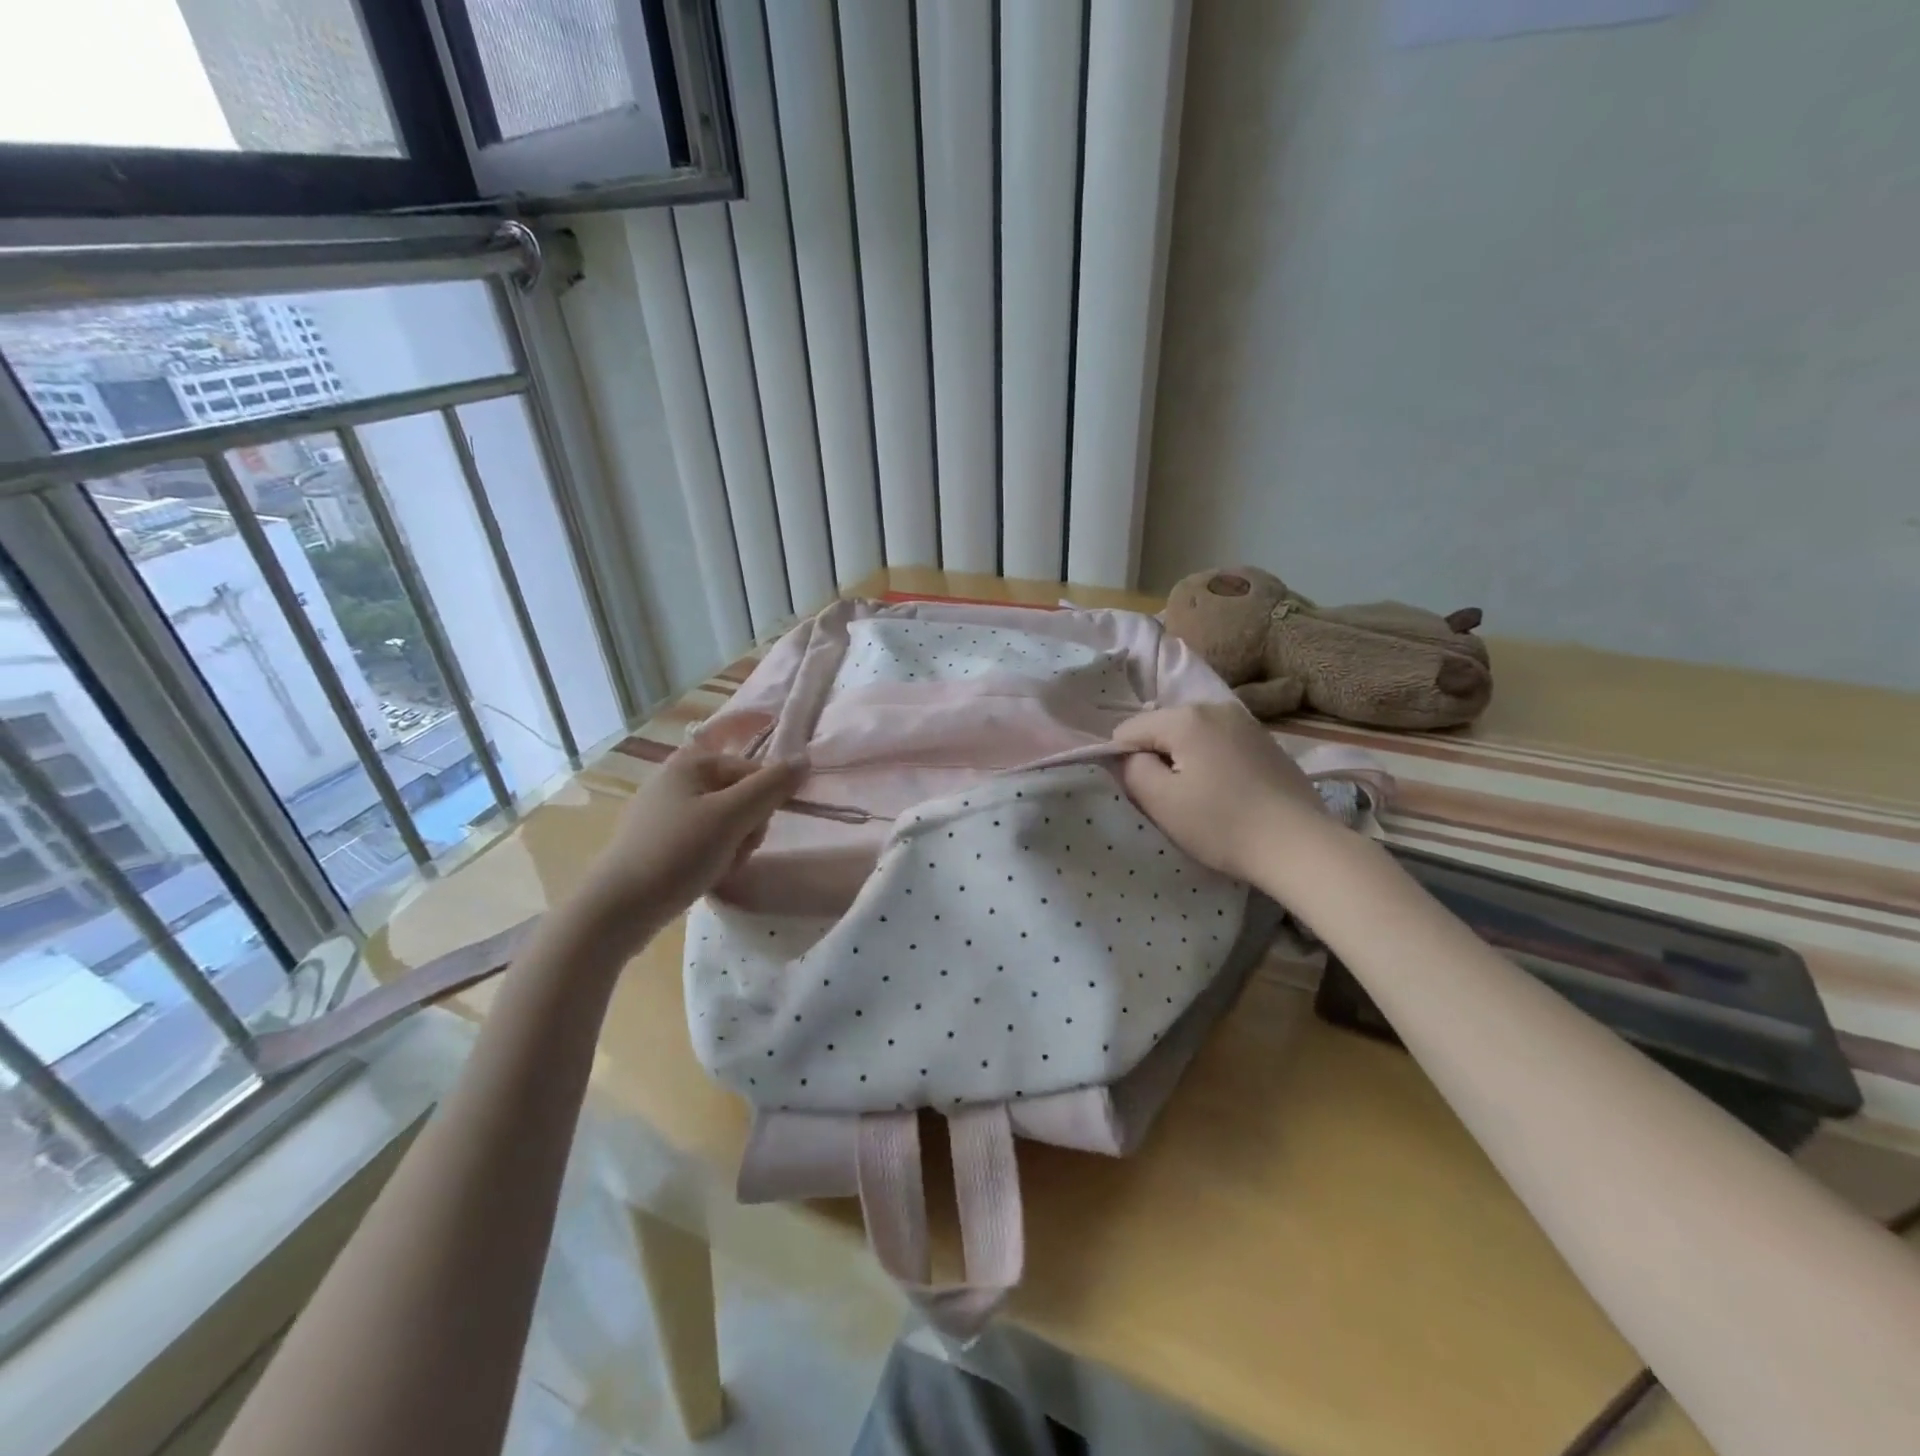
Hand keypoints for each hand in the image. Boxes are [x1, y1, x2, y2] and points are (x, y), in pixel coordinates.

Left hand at [575, 747, 805, 944]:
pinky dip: (712, 857)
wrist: (616, 910)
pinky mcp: (658, 841)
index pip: (753, 770)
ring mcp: (664, 812)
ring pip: (725, 822)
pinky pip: (703, 840)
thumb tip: (804, 759)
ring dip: (733, 846)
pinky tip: (703, 876)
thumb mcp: (732, 817)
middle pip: (741, 796)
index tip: (753, 830)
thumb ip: (771, 786)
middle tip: (732, 851)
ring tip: (717, 868)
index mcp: (690, 764)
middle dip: (748, 828)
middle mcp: (675, 780)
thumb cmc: (677, 854)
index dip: (764, 801)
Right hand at [1113, 703, 1337, 883]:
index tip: (1141, 793)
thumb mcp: (1160, 801)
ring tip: (1199, 799)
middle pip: (1162, 729)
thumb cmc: (1221, 824)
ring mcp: (1246, 723)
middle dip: (1157, 759)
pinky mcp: (1266, 743)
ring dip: (1185, 762)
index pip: (1129, 729)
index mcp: (1186, 717)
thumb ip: (1131, 770)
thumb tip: (1126, 756)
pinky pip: (1220, 745)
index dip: (1124, 761)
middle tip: (1169, 800)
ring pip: (1192, 737)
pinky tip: (1227, 794)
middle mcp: (1216, 708)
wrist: (1299, 846)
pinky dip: (1212, 764)